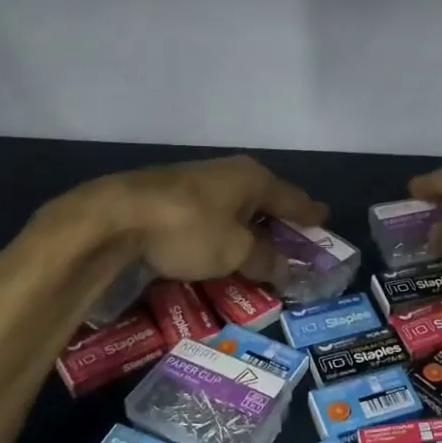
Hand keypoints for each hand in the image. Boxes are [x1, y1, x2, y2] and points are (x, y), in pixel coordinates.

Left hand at [79, 155, 326, 285]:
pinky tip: (218, 245)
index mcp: (252, 179)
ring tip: (259, 246)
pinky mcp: (170, 197)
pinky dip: (222, 231)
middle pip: (264, 199)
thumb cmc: (189, 229)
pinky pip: (211, 215)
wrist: (116, 217)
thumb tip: (289, 269)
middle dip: (279, 220)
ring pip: (235, 207)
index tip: (325, 218)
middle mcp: (228, 174)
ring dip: (249, 227)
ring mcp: (196, 183)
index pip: (292, 198)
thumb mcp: (235, 251)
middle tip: (296, 239)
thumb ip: (265, 259)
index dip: (309, 212)